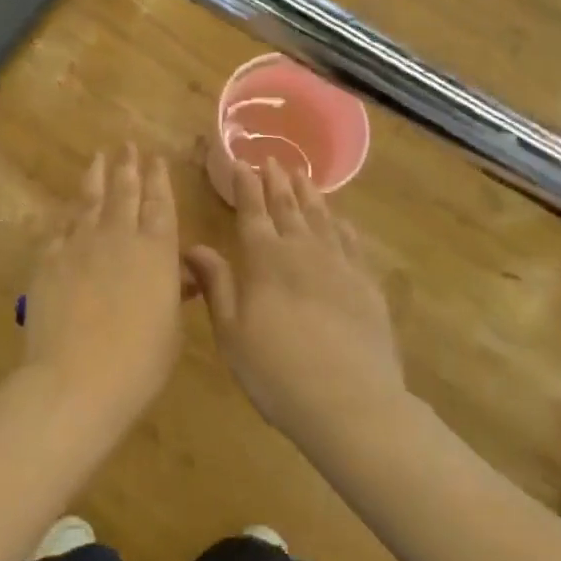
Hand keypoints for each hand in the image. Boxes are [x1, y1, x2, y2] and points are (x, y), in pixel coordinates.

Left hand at [21, 145, 185, 427]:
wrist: (77, 378)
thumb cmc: (139, 362)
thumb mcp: (170, 328)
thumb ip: (174, 291)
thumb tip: (180, 272)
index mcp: (156, 250)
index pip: (159, 202)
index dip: (158, 178)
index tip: (156, 158)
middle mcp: (119, 236)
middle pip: (124, 191)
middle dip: (127, 166)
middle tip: (127, 146)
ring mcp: (80, 243)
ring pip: (90, 200)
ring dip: (96, 177)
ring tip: (98, 158)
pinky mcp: (49, 258)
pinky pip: (60, 227)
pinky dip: (67, 214)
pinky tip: (69, 209)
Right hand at [184, 160, 405, 447]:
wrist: (350, 401)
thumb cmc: (276, 371)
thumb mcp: (231, 332)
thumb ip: (216, 284)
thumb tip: (194, 247)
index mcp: (264, 258)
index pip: (252, 210)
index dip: (245, 185)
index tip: (240, 162)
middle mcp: (301, 250)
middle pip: (288, 206)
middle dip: (277, 181)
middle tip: (272, 160)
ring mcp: (338, 264)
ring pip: (321, 217)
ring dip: (309, 194)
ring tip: (303, 175)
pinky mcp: (366, 283)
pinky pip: (351, 242)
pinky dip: (342, 225)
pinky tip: (340, 219)